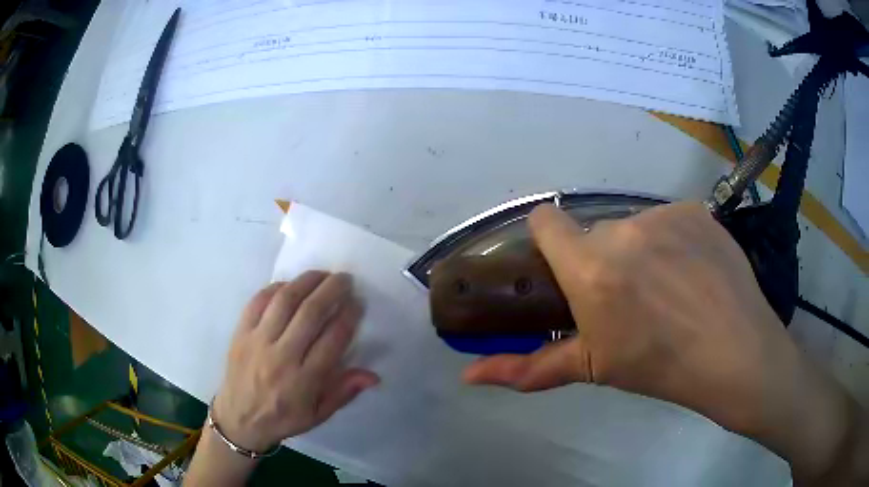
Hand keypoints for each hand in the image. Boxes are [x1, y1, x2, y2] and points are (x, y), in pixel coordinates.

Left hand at [213, 272, 378, 451]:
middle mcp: (281, 357)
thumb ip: (344, 392)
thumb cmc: (283, 418)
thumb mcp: (318, 414)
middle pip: (310, 314)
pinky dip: (276, 288)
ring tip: (322, 274)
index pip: (332, 340)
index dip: (348, 316)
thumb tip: (373, 375)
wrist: (239, 419)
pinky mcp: (240, 333)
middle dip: (332, 291)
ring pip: (285, 301)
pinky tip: (290, 284)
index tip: (357, 302)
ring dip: (306, 282)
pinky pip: (258, 301)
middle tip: (345, 279)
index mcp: (304, 381)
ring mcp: (257, 342)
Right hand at [463, 203, 858, 482]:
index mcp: (591, 267)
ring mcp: (664, 214)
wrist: (734, 352)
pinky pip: (670, 221)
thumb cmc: (659, 366)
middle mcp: (623, 228)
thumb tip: (468, 377)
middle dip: (602, 260)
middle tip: (627, 299)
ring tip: (668, 289)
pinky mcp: (695, 210)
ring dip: (640, 251)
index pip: (546, 220)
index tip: (564, 268)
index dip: (548, 240)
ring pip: (635, 226)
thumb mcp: (591, 368)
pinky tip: (694, 273)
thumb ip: (526, 369)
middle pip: (596, 232)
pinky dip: (674, 241)